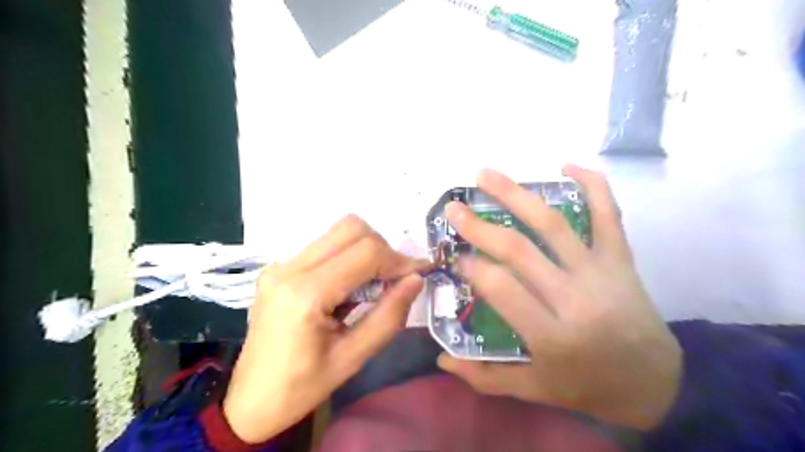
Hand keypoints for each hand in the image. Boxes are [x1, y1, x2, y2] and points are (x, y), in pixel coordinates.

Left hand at [222, 214, 426, 441]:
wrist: (250, 401)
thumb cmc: (302, 388)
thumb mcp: (353, 358)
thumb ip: (389, 316)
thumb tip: (416, 280)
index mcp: (305, 294)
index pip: (365, 253)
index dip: (399, 259)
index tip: (419, 273)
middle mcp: (289, 268)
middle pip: (350, 228)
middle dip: (382, 249)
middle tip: (394, 279)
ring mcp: (280, 265)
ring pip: (337, 233)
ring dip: (365, 251)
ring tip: (373, 286)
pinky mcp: (279, 269)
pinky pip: (324, 247)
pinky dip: (347, 258)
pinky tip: (349, 288)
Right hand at [438, 166, 680, 430]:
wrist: (657, 383)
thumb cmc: (588, 386)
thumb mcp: (534, 391)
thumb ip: (486, 377)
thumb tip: (442, 359)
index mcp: (552, 335)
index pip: (501, 288)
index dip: (472, 268)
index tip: (456, 258)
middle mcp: (575, 298)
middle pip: (520, 250)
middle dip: (480, 226)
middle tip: (454, 208)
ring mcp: (601, 273)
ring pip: (554, 224)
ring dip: (516, 195)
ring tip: (486, 174)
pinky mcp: (621, 259)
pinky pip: (608, 215)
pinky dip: (593, 185)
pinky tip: (567, 165)